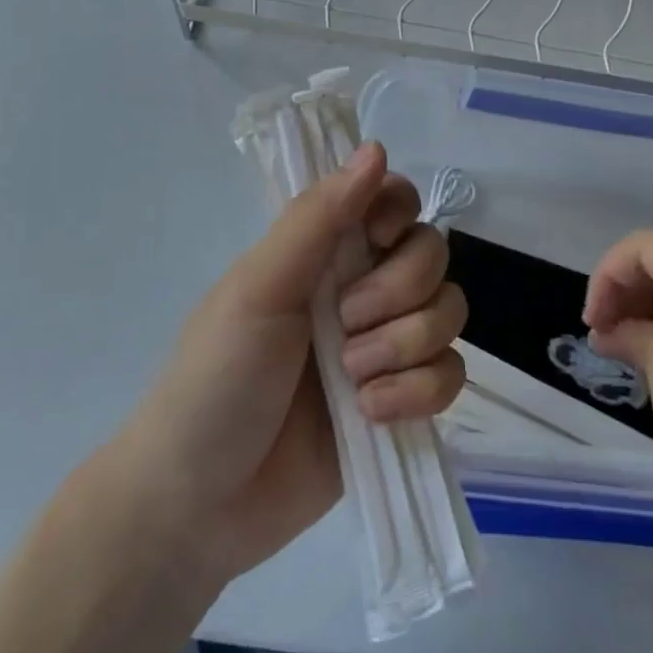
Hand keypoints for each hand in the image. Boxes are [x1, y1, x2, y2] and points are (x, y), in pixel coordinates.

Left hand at [118, 142, 466, 585]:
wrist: (201, 505)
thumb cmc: (216, 380)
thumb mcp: (259, 288)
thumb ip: (317, 218)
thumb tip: (377, 148)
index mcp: (325, 252)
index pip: (394, 200)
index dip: (399, 213)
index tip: (376, 239)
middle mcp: (364, 288)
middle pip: (433, 253)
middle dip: (398, 293)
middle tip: (346, 326)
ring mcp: (387, 346)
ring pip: (450, 312)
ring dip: (406, 347)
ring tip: (353, 381)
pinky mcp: (404, 401)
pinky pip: (451, 374)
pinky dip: (418, 393)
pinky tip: (372, 414)